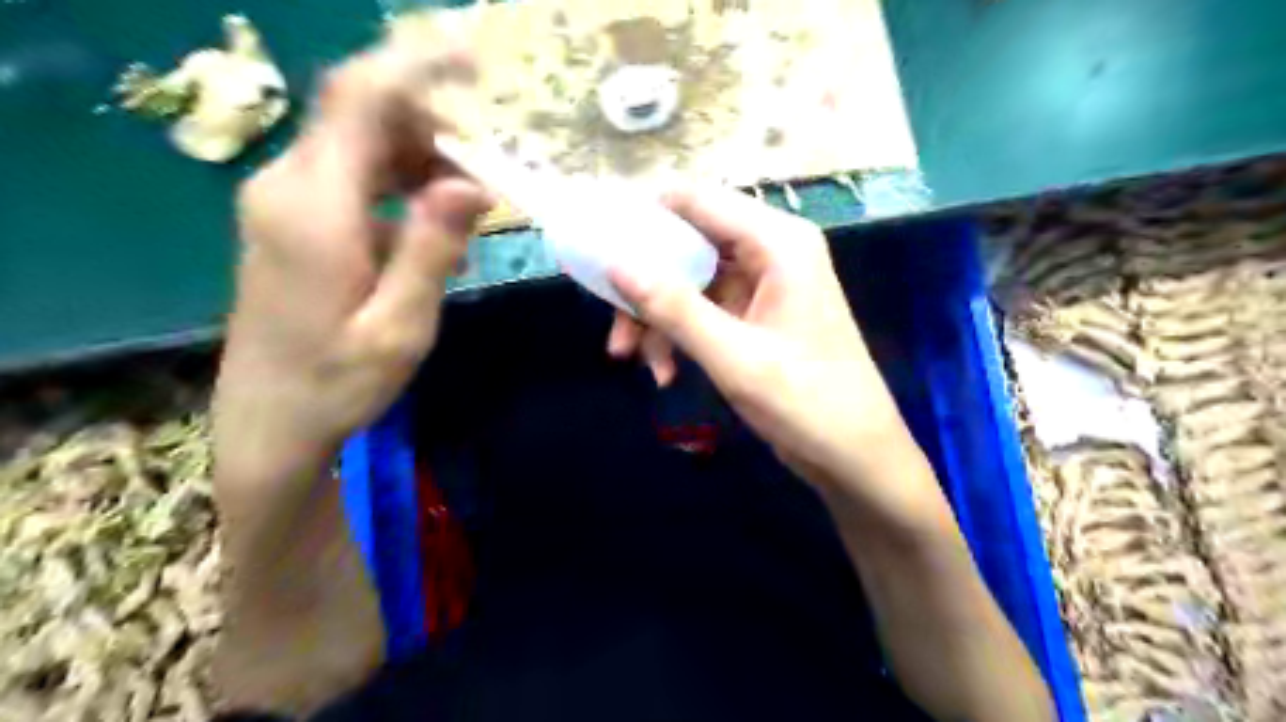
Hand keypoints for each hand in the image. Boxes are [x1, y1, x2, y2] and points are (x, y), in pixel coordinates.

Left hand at [212, 39, 490, 473]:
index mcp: (315, 209)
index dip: (418, 66)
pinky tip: (430, 234)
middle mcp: (287, 186)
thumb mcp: (401, 325)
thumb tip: (472, 182)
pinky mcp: (289, 220)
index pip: (362, 100)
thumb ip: (434, 247)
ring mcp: (283, 201)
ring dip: (420, 160)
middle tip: (489, 170)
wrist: (269, 422)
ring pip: (359, 144)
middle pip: (362, 115)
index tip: (476, 60)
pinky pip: (351, 177)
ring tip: (467, 211)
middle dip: (433, 126)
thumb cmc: (338, 383)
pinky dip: (399, 187)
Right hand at [610, 185, 941, 522]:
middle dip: (646, 285)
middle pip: (687, 243)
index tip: (598, 251)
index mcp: (777, 242)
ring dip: (658, 318)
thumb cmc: (807, 403)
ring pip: (689, 280)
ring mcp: (763, 282)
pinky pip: (703, 309)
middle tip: (616, 328)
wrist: (855, 456)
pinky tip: (666, 372)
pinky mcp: (756, 313)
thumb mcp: (733, 356)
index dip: (643, 219)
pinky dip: (679, 335)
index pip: (695, 200)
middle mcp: (770, 250)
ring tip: (638, 362)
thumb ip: (673, 307)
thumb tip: (613, 262)